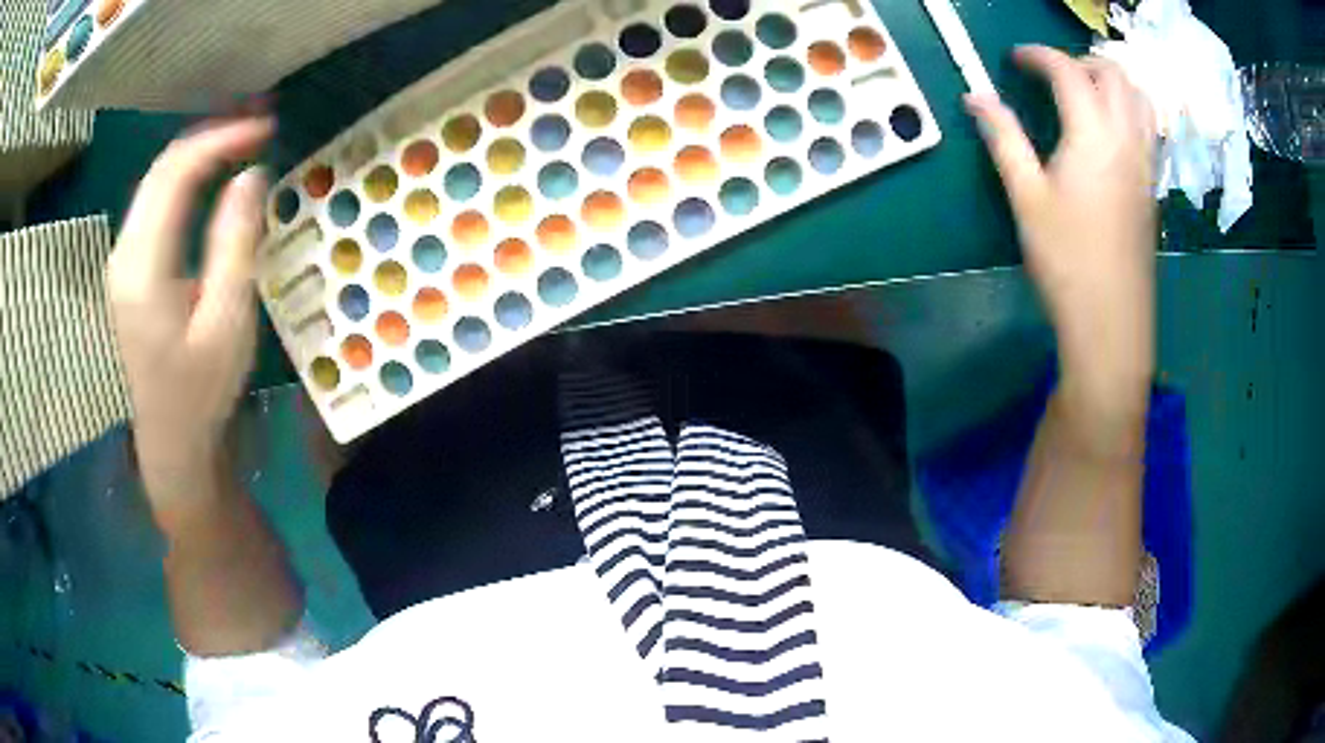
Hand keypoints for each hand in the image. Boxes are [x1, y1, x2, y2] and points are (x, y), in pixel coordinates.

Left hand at [106, 117, 273, 508]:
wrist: (171, 443)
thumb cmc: (201, 393)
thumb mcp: (227, 323)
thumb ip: (235, 244)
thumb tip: (252, 175)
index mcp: (142, 267)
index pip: (176, 173)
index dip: (221, 139)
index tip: (266, 128)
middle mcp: (123, 253)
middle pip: (162, 169)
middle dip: (211, 136)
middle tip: (259, 124)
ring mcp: (122, 260)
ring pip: (156, 181)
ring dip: (198, 153)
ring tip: (241, 140)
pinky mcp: (129, 269)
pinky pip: (155, 204)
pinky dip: (186, 179)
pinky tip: (212, 177)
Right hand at [965, 46, 1156, 410]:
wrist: (1112, 323)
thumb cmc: (1067, 261)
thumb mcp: (1026, 197)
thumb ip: (1004, 139)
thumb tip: (976, 96)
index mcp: (1092, 134)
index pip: (1067, 71)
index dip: (1038, 55)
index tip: (1015, 59)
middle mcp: (1126, 139)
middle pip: (1114, 74)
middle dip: (1080, 61)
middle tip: (1052, 75)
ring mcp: (1145, 165)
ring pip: (1139, 99)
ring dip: (1112, 81)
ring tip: (1085, 94)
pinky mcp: (1152, 189)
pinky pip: (1148, 129)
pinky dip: (1128, 110)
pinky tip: (1108, 133)